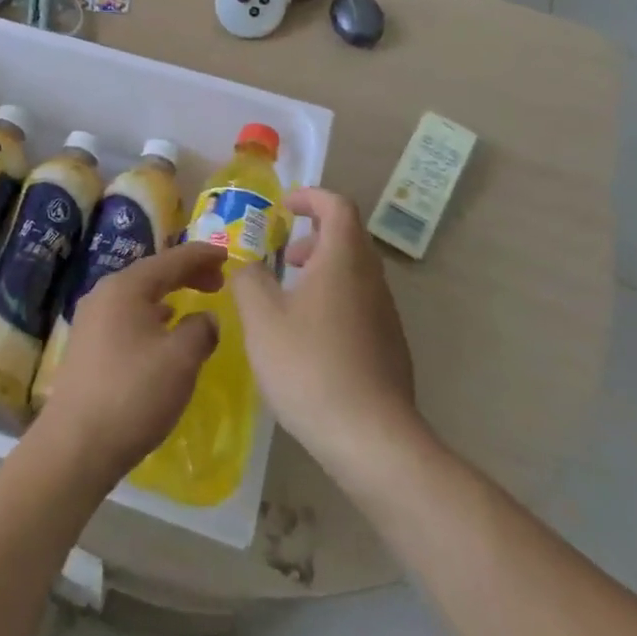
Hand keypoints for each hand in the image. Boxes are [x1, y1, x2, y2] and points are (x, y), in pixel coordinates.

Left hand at [32, 242, 222, 488]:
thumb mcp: (181, 359)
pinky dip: (152, 317)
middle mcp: (103, 295)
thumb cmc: (133, 394)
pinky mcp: (87, 347)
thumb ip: (201, 330)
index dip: (201, 256)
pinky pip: (127, 317)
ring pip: (138, 297)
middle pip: (152, 275)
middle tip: (217, 282)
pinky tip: (163, 334)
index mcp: (125, 287)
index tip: (226, 256)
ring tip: (194, 305)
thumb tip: (205, 318)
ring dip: (169, 296)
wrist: (76, 446)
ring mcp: (90, 321)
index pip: (170, 260)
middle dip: (186, 274)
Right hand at [228, 187, 416, 467]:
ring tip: (290, 299)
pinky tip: (310, 338)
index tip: (284, 208)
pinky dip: (334, 299)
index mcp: (344, 260)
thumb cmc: (310, 366)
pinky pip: (360, 303)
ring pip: (355, 272)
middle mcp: (371, 279)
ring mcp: (386, 314)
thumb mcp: (262, 319)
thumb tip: (245, 264)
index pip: (337, 205)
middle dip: (314, 236)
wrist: (371, 438)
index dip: (310, 197)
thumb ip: (248, 280)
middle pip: (348, 237)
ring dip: (323, 270)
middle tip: (284, 256)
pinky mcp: (391, 346)